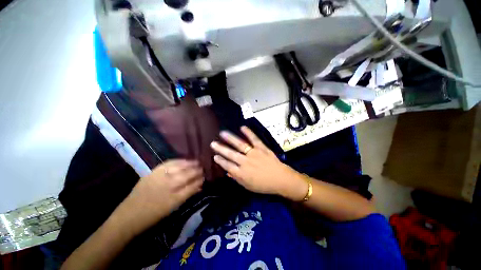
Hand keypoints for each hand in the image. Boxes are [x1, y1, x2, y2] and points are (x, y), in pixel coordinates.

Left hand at [119, 160, 203, 234]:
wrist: (129, 216)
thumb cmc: (153, 215)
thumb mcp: (173, 208)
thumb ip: (188, 195)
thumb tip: (200, 186)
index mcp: (174, 199)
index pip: (193, 186)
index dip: (200, 180)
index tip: (205, 177)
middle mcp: (168, 186)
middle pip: (188, 175)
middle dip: (197, 171)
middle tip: (203, 168)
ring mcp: (160, 177)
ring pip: (180, 167)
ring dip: (190, 164)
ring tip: (197, 162)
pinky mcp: (153, 172)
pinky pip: (169, 163)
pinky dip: (179, 161)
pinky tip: (184, 160)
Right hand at [210, 126, 306, 200]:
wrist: (281, 179)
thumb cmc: (264, 185)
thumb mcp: (248, 186)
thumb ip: (237, 178)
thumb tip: (228, 172)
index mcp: (242, 173)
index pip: (228, 166)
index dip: (220, 161)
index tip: (215, 156)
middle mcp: (246, 162)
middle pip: (231, 154)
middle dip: (221, 149)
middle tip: (213, 143)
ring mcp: (254, 154)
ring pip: (240, 145)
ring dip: (230, 139)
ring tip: (222, 133)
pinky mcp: (262, 148)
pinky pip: (254, 139)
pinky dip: (249, 133)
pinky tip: (242, 127)